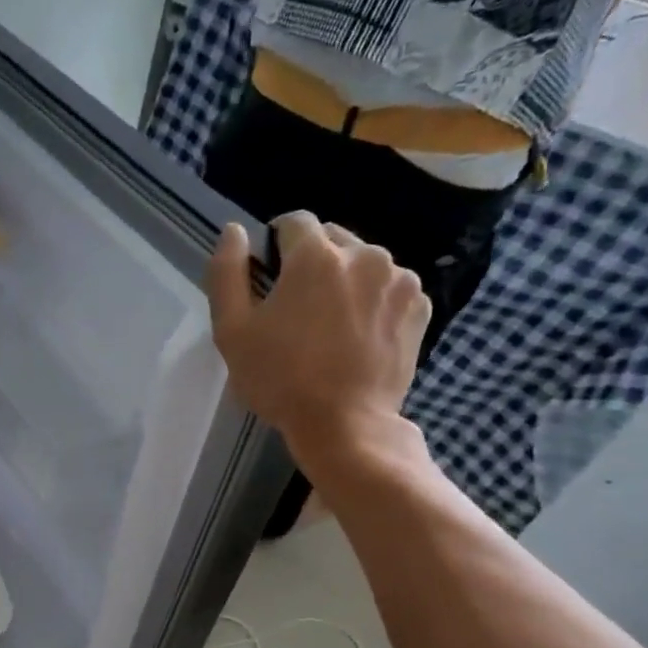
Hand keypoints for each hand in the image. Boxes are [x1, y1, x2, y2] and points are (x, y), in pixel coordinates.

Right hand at [208, 214, 430, 490]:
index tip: (269, 276)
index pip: (293, 222)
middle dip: (312, 262)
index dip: (275, 245)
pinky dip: (373, 301)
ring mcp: (399, 279)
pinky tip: (358, 336)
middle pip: (331, 239)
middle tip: (297, 309)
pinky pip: (389, 288)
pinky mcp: (420, 306)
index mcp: (316, 255)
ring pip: (363, 263)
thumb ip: (227, 274)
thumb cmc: (280, 379)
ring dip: (345, 280)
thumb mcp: (232, 332)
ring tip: (330, 325)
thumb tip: (233, 231)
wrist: (345, 425)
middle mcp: (365, 253)